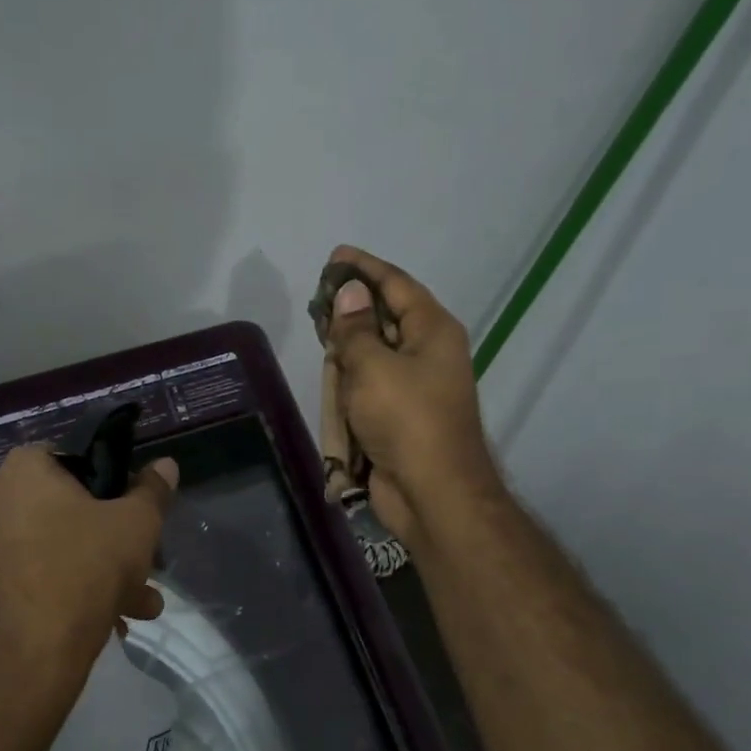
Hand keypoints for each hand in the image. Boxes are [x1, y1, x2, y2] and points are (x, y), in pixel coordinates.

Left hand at [0, 445, 178, 734]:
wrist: (26, 658)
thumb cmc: (85, 569)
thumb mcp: (136, 525)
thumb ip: (153, 491)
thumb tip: (166, 464)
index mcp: (23, 471)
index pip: (71, 456)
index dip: (108, 478)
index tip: (132, 507)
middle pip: (66, 510)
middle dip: (112, 540)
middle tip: (145, 565)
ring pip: (54, 550)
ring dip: (99, 573)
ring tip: (139, 607)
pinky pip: (34, 579)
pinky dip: (67, 593)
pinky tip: (107, 624)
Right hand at [320, 244, 498, 542]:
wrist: (432, 493)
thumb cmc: (406, 421)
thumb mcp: (373, 367)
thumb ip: (355, 329)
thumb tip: (348, 293)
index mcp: (433, 331)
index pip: (396, 285)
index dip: (365, 269)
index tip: (336, 256)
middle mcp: (427, 352)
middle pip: (385, 317)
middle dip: (352, 307)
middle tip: (318, 298)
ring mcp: (412, 385)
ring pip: (374, 352)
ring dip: (348, 346)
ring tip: (319, 331)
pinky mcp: (396, 414)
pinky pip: (369, 385)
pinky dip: (349, 379)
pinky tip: (330, 373)